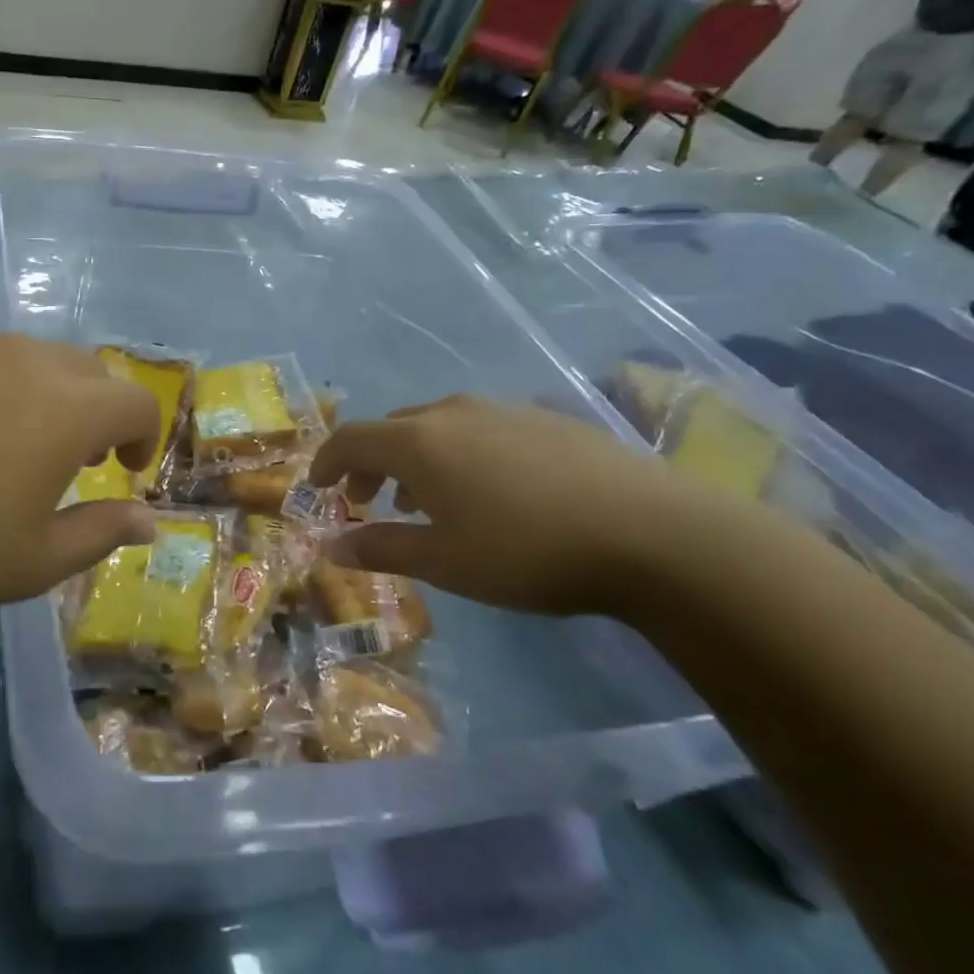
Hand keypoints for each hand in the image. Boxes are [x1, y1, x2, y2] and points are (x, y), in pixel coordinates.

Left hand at [0, 334, 160, 631]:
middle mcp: (23, 359)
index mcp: (66, 410)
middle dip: (96, 410)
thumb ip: (101, 533)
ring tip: (5, 440)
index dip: (144, 435)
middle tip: (71, 458)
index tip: (126, 468)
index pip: (136, 401)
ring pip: (25, 356)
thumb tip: (148, 520)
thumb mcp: (31, 563)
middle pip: (86, 370)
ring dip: (38, 393)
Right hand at [308, 395, 734, 616]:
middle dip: (370, 464)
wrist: (654, 533)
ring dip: (415, 459)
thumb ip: (382, 549)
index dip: (326, 462)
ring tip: (426, 501)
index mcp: (418, 442)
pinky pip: (479, 429)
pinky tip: (489, 491)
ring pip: (436, 426)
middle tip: (369, 502)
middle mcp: (452, 413)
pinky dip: (459, 454)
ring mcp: (502, 410)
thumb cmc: (528, 551)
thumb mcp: (445, 562)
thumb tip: (332, 548)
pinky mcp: (545, 419)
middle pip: (391, 428)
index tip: (318, 488)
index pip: (350, 439)